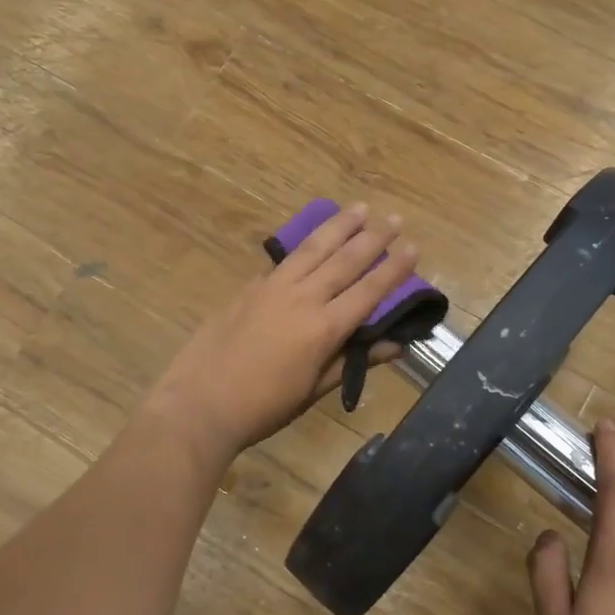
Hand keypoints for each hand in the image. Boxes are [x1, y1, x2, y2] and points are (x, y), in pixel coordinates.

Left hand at [142, 204, 418, 464]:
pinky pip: (286, 259)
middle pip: (344, 260)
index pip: (368, 291)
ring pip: (313, 249)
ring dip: (339, 226)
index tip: (414, 247)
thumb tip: (396, 345)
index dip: (393, 270)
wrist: (200, 403)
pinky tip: (313, 238)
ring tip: (359, 208)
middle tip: (394, 217)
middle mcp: (302, 298)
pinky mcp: (250, 287)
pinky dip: (305, 244)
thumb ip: (354, 362)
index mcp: (323, 328)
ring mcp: (272, 288)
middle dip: (373, 237)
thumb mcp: (314, 390)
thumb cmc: (264, 406)